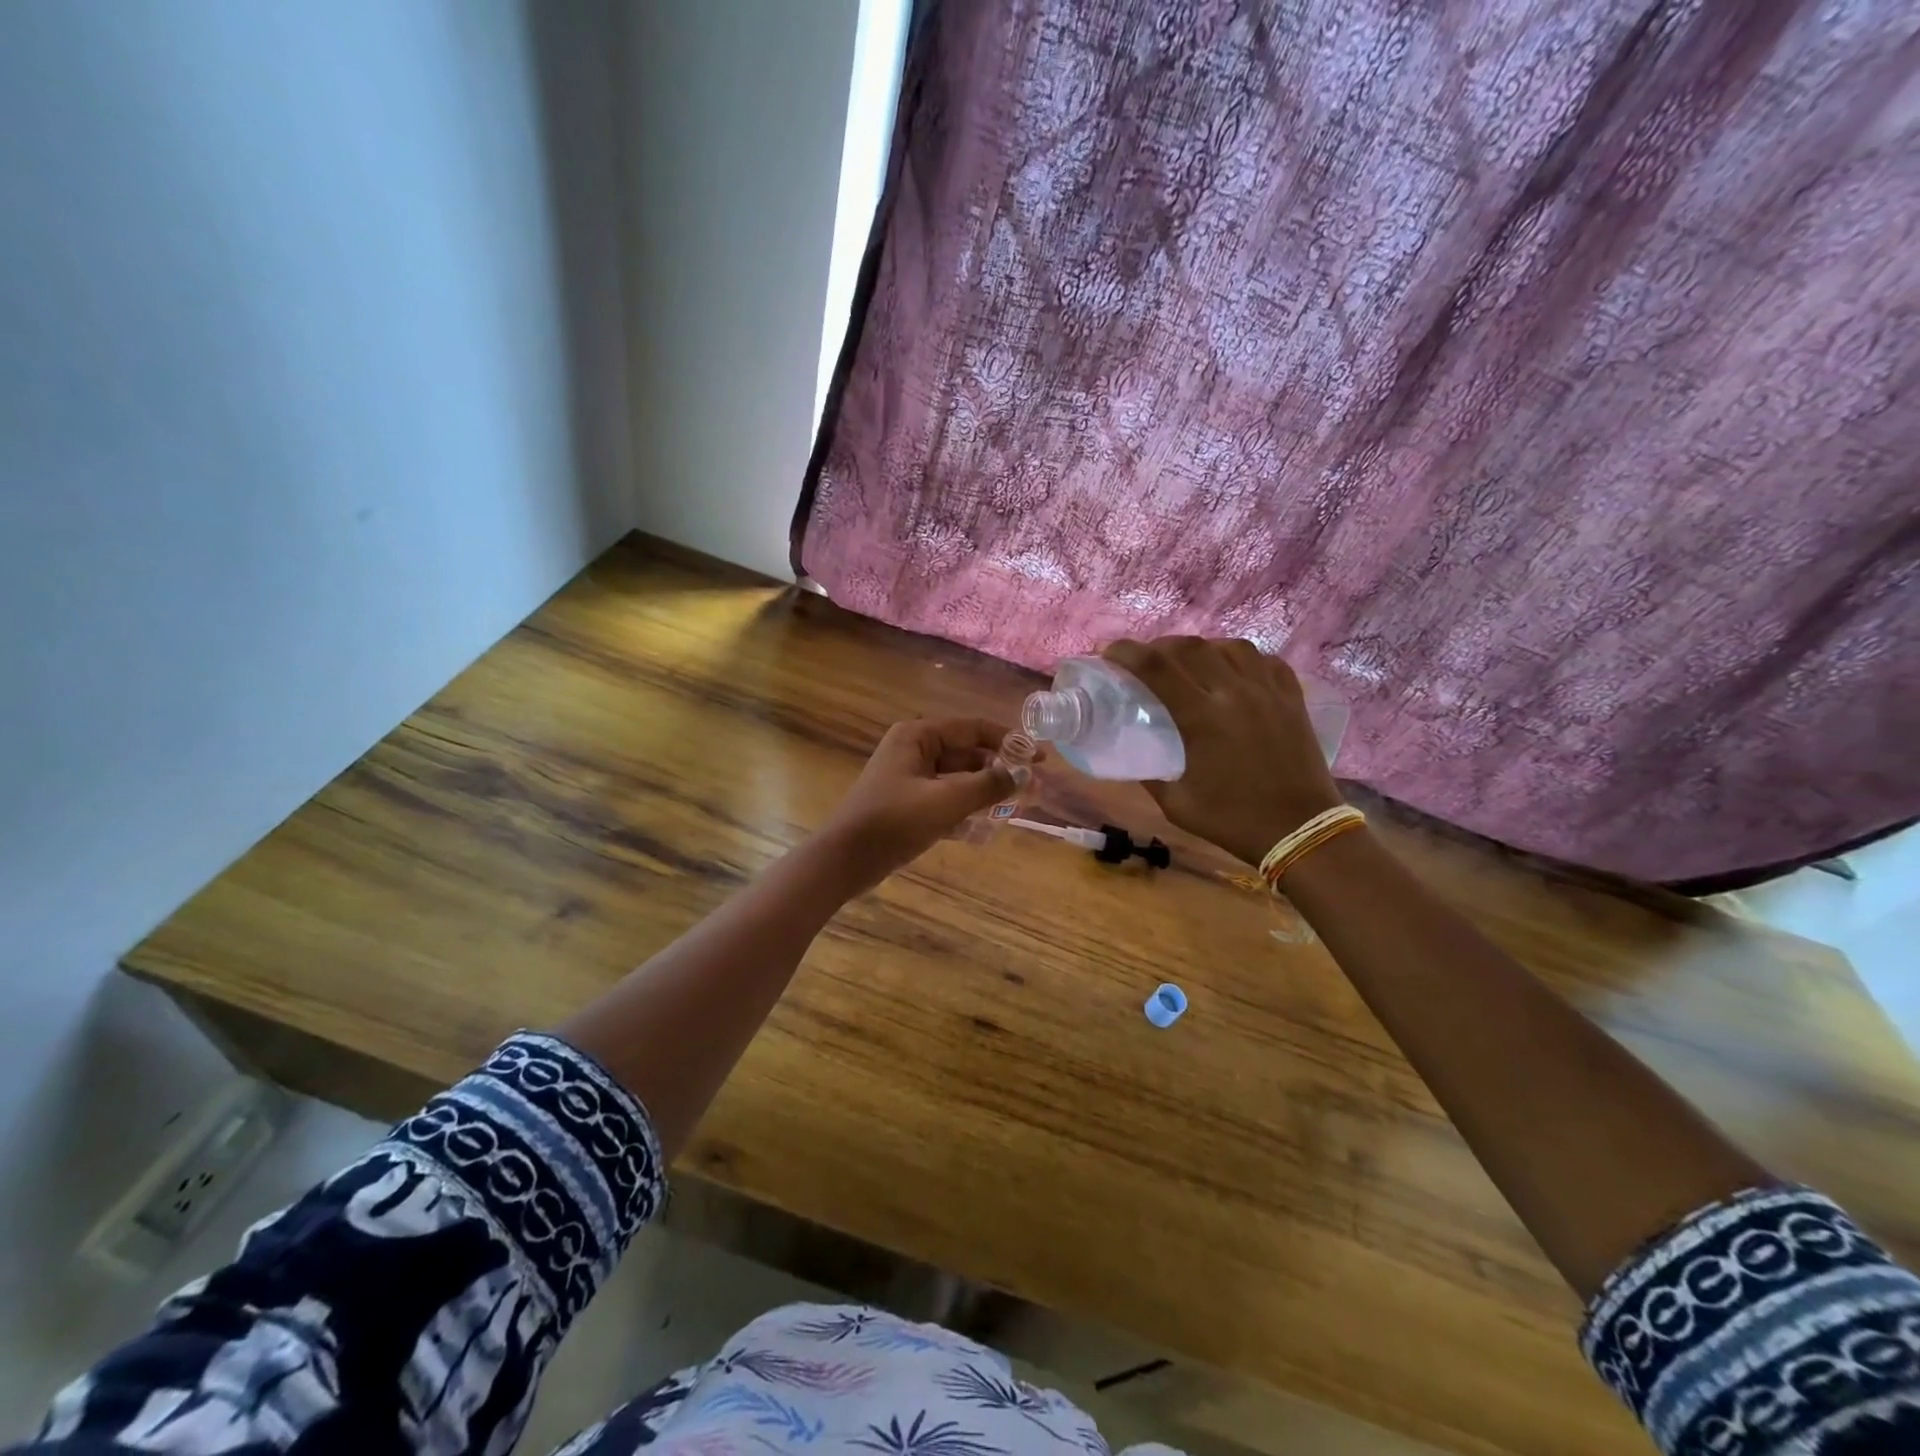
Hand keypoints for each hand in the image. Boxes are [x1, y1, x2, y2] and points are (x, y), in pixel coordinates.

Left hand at [811, 718, 1023, 891]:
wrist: (844, 861)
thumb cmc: (893, 822)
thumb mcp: (946, 801)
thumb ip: (988, 785)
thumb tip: (1026, 774)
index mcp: (918, 736)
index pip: (974, 729)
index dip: (1010, 742)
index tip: (1040, 759)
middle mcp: (914, 750)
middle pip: (968, 754)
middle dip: (1000, 771)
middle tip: (1034, 789)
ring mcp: (909, 778)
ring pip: (958, 779)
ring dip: (986, 792)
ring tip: (1017, 808)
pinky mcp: (908, 805)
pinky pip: (946, 800)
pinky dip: (966, 810)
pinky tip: (987, 829)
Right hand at [1103, 637, 1342, 866]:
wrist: (1301, 831)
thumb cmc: (1233, 821)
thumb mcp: (1177, 804)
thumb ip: (1150, 774)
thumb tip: (1132, 754)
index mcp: (1202, 718)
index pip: (1156, 667)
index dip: (1126, 652)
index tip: (1107, 651)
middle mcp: (1235, 693)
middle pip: (1190, 647)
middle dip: (1159, 645)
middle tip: (1145, 658)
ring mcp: (1268, 692)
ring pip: (1229, 646)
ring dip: (1201, 647)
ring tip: (1189, 662)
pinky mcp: (1292, 698)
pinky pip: (1264, 660)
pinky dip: (1241, 658)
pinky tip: (1232, 671)